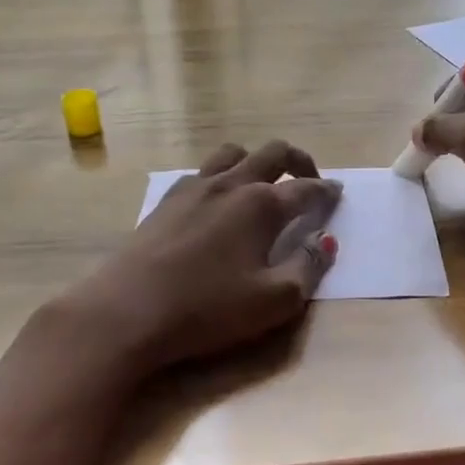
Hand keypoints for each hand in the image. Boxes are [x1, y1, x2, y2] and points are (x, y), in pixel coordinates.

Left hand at [66, 140, 340, 377]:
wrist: (127, 311)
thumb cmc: (207, 309)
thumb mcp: (273, 301)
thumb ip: (308, 268)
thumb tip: (326, 242)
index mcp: (261, 205)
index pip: (306, 188)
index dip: (326, 191)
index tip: (338, 193)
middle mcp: (230, 185)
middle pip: (273, 154)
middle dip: (299, 161)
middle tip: (310, 179)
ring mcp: (194, 188)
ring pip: (233, 153)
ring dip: (256, 160)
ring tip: (263, 182)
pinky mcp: (166, 200)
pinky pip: (202, 171)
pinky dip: (222, 175)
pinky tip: (218, 200)